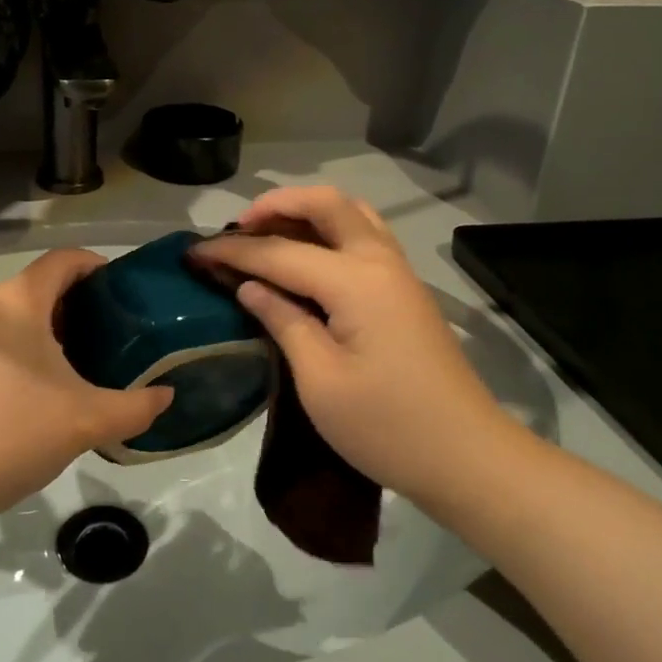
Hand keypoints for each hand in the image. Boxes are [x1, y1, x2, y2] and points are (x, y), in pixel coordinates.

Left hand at [0, 249, 173, 529]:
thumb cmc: (13, 431)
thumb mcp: (87, 420)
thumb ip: (136, 406)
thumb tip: (166, 397)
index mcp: (18, 299)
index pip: (63, 260)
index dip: (96, 266)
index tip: (122, 291)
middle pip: (38, 285)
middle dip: (75, 304)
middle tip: (109, 334)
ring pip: (11, 312)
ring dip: (44, 327)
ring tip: (76, 362)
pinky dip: (16, 346)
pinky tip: (33, 387)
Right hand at [192, 187, 509, 506]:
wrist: (467, 458)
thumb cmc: (387, 428)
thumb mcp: (321, 381)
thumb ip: (283, 321)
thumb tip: (250, 286)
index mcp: (355, 282)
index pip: (280, 252)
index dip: (233, 251)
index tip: (193, 253)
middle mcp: (380, 261)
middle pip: (326, 204)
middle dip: (276, 205)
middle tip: (237, 230)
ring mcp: (399, 272)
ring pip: (351, 212)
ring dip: (306, 211)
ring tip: (269, 233)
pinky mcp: (406, 289)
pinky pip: (364, 234)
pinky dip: (330, 229)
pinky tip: (307, 256)